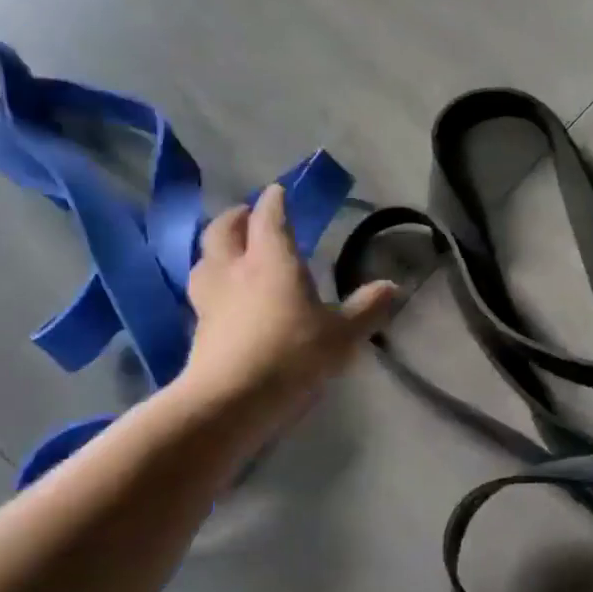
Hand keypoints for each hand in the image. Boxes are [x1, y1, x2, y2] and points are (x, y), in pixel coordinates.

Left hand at [179, 185, 395, 412]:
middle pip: (224, 230)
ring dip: (217, 247)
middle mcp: (235, 269)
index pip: (270, 217)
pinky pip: (201, 290)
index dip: (275, 201)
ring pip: (205, 258)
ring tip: (230, 251)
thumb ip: (367, 308)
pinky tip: (223, 295)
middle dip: (237, 217)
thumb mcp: (343, 335)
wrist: (231, 400)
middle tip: (249, 215)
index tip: (279, 191)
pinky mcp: (198, 327)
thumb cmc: (292, 355)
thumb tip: (394, 286)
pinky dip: (211, 281)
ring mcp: (210, 298)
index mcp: (272, 260)